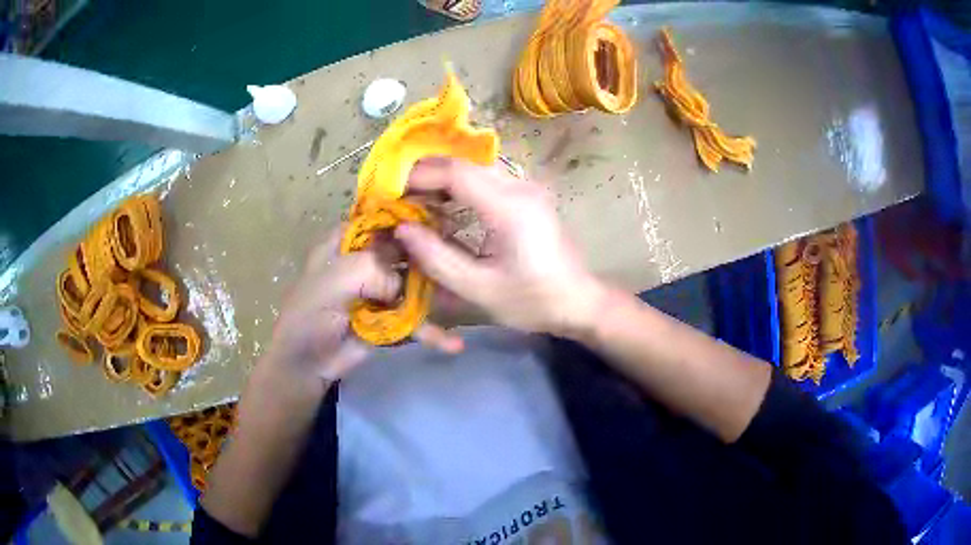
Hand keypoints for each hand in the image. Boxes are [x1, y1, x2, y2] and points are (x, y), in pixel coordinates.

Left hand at [265, 226, 460, 385]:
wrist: (306, 364)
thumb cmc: (310, 314)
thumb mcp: (335, 279)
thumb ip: (373, 269)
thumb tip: (403, 285)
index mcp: (349, 240)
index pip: (385, 217)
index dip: (413, 214)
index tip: (446, 215)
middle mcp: (369, 259)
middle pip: (408, 249)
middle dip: (434, 252)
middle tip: (463, 256)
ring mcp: (382, 290)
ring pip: (417, 284)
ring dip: (439, 293)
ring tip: (464, 299)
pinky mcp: (391, 318)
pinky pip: (416, 320)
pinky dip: (433, 331)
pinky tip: (453, 343)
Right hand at [396, 157, 605, 337]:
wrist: (578, 301)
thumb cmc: (532, 301)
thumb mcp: (480, 289)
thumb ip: (437, 258)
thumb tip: (402, 229)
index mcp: (510, 208)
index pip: (457, 173)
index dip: (419, 176)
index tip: (390, 192)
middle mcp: (520, 187)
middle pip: (464, 163)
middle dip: (426, 175)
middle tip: (398, 197)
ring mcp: (527, 187)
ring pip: (474, 167)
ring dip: (442, 179)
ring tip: (416, 202)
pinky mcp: (528, 194)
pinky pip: (486, 178)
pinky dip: (459, 186)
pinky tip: (444, 206)